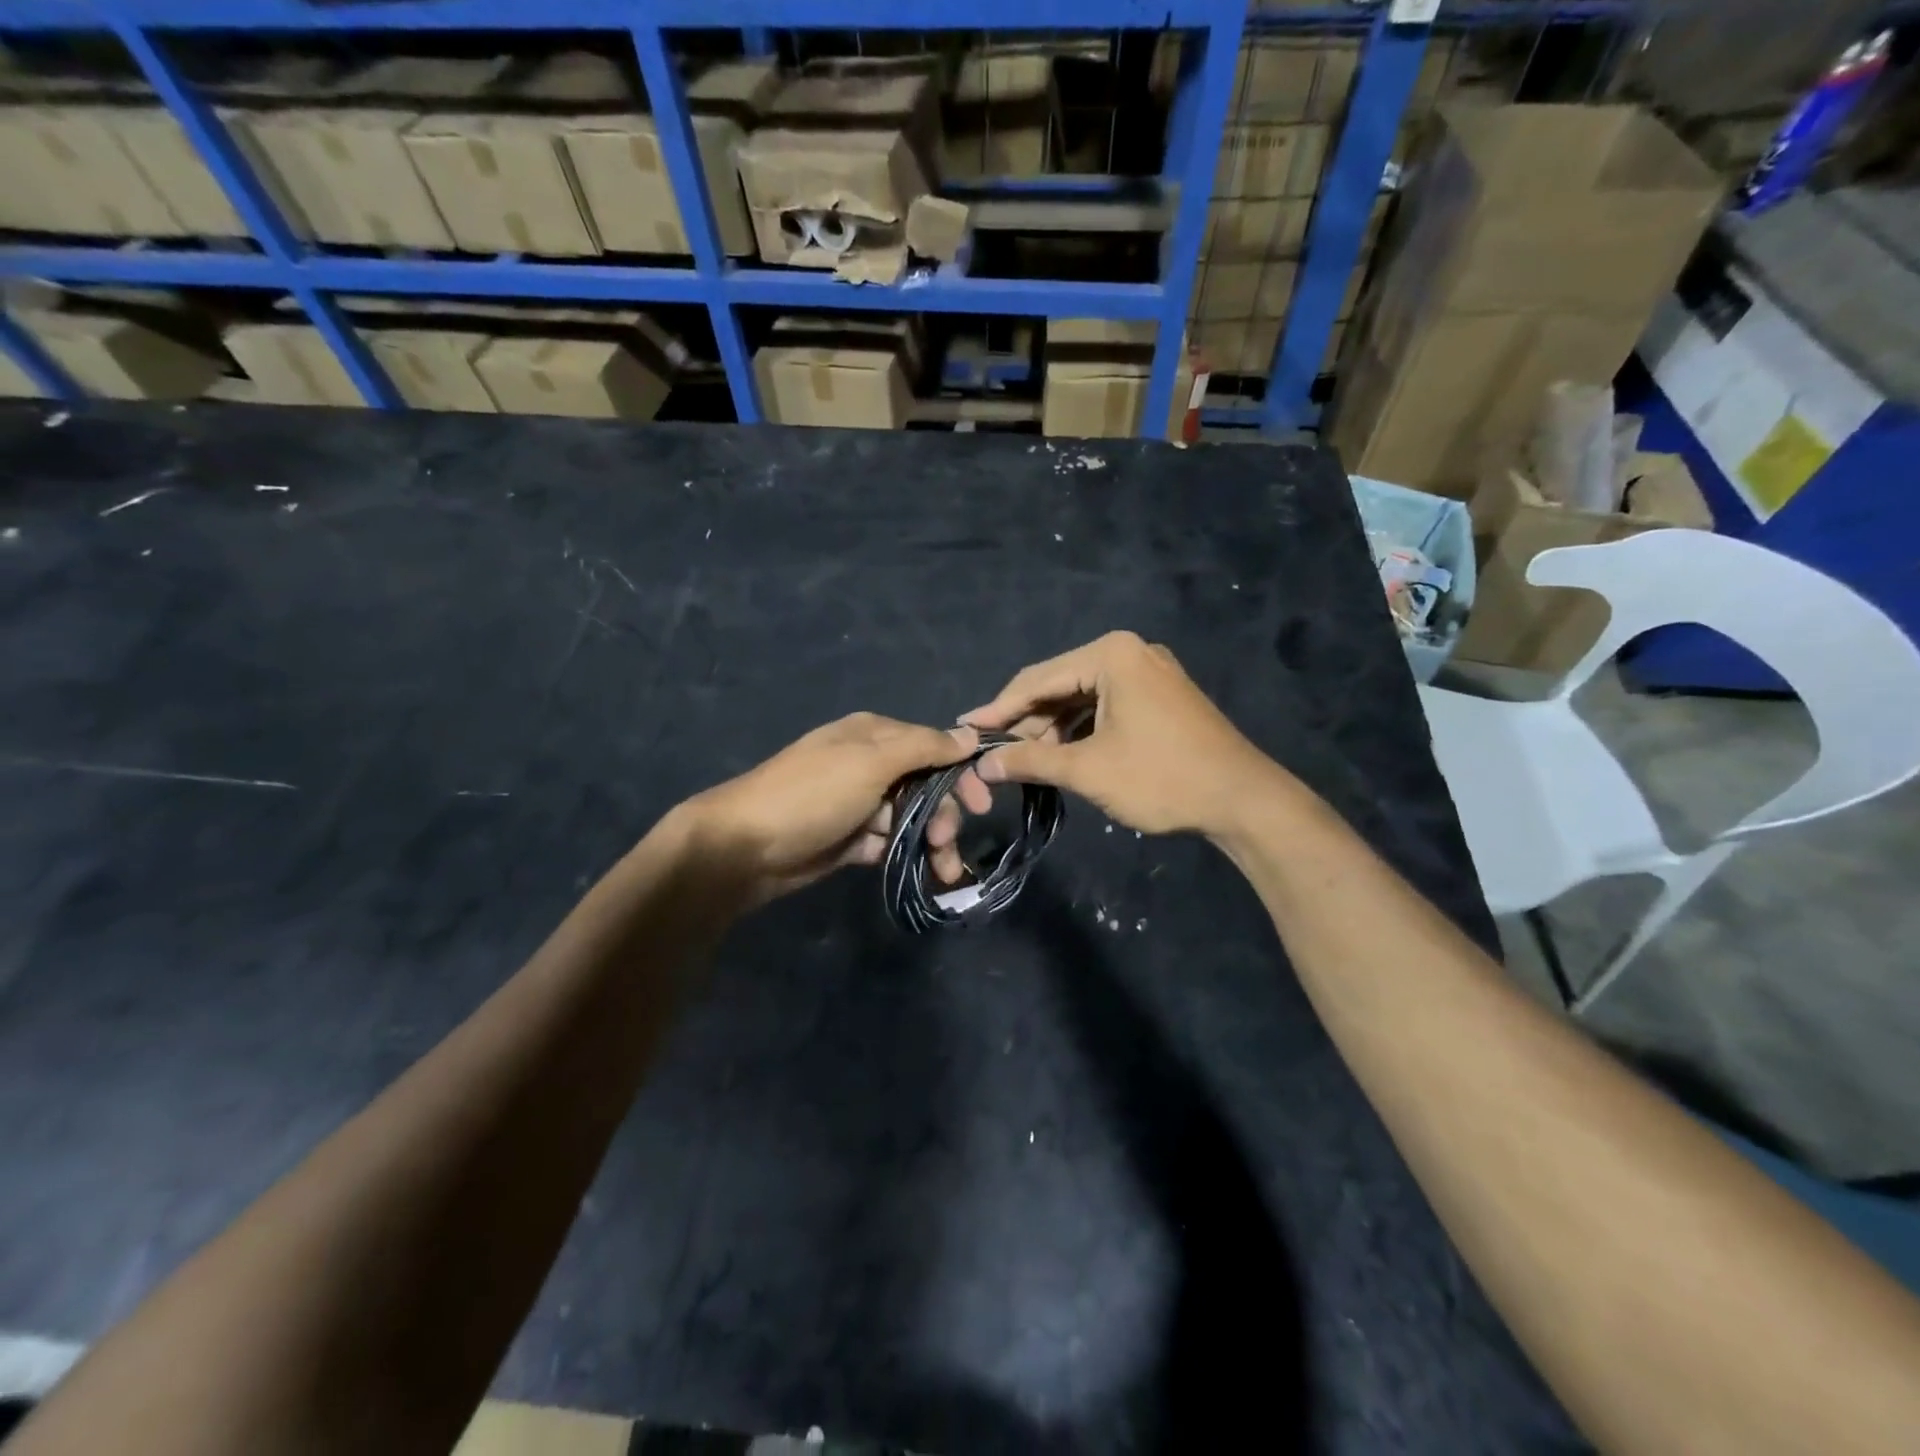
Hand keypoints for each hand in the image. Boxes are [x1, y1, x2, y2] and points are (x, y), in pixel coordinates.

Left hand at [681, 713, 990, 904]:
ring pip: (912, 818)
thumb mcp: (870, 762)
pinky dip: (908, 855)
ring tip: (943, 872)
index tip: (982, 803)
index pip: (932, 747)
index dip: (960, 774)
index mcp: (874, 735)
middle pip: (926, 786)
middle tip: (947, 842)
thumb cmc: (813, 795)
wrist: (745, 847)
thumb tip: (969, 735)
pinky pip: (891, 842)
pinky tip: (924, 874)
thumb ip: (923, 748)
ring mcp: (860, 803)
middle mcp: (870, 764)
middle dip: (944, 814)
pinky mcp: (852, 838)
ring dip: (932, 842)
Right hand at [961, 631, 1284, 838]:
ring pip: (1081, 698)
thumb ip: (1030, 762)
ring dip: (1052, 730)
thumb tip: (983, 765)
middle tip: (993, 754)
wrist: (1244, 800)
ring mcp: (1148, 672)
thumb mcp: (1088, 770)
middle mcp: (1128, 651)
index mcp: (1110, 654)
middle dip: (1027, 723)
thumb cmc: (1162, 778)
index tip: (965, 729)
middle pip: (1059, 685)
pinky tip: (1061, 755)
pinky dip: (1080, 730)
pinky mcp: (1159, 695)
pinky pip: (1105, 706)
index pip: (1037, 679)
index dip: (998, 709)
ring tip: (1024, 763)